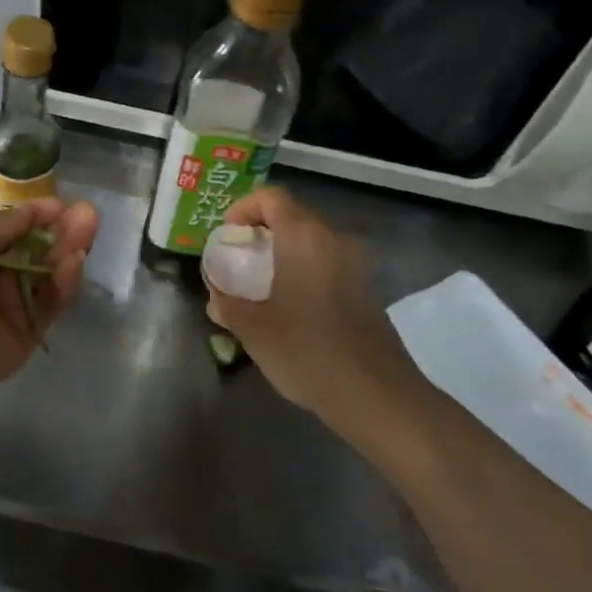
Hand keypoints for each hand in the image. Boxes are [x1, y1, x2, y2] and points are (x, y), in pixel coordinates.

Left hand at [0, 199, 97, 401]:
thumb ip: (12, 221)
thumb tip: (44, 207)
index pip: (16, 228)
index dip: (40, 216)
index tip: (63, 205)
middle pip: (39, 249)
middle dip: (63, 231)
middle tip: (89, 215)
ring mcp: (13, 304)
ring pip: (49, 274)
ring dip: (68, 251)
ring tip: (87, 231)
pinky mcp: (28, 331)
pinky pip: (51, 303)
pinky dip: (64, 282)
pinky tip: (74, 262)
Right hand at [205, 187, 418, 431]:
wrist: (375, 394)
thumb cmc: (307, 350)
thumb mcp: (253, 329)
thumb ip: (228, 305)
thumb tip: (216, 297)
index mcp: (304, 236)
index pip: (271, 197)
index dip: (244, 208)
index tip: (228, 234)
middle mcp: (334, 239)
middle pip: (294, 215)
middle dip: (263, 231)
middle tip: (240, 259)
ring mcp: (357, 264)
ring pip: (314, 241)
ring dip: (286, 252)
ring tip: (262, 284)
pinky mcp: (368, 288)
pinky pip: (330, 263)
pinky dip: (307, 270)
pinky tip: (293, 306)